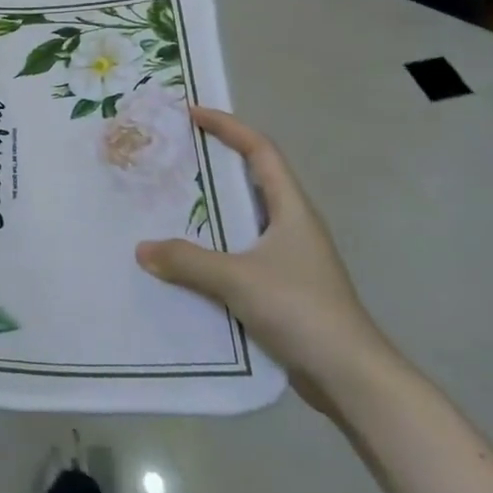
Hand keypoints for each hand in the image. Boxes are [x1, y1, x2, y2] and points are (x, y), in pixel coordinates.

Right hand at [135, 107, 399, 411]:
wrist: (351, 378)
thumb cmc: (301, 311)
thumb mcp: (237, 280)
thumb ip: (187, 261)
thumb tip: (141, 249)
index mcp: (291, 210)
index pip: (260, 151)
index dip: (229, 127)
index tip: (192, 114)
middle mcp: (292, 226)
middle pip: (252, 180)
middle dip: (214, 163)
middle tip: (174, 157)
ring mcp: (290, 259)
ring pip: (244, 219)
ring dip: (212, 209)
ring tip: (169, 203)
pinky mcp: (282, 288)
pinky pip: (240, 253)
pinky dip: (214, 248)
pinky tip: (186, 261)